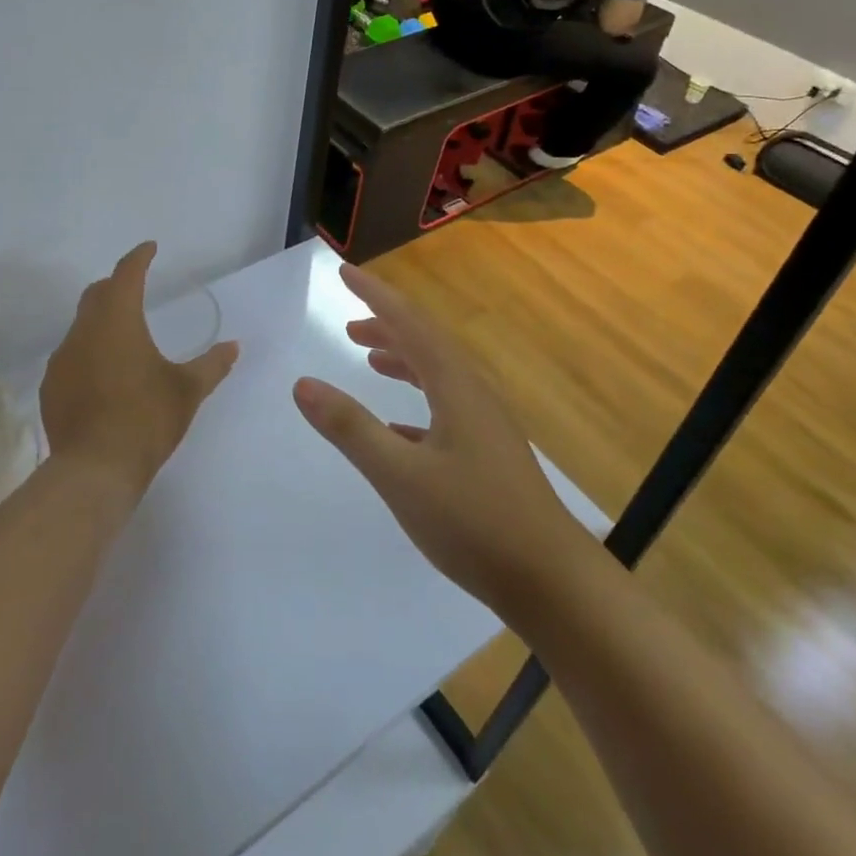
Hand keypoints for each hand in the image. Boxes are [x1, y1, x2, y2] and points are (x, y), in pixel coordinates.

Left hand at [40, 242, 239, 500]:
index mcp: (118, 320)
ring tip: (122, 339)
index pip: (126, 274)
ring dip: (101, 322)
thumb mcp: (188, 391)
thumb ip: (212, 364)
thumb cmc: (146, 420)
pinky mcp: (51, 387)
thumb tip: (234, 347)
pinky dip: (88, 354)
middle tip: (135, 288)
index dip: (139, 257)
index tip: (149, 249)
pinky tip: (103, 376)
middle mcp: (84, 330)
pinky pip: (71, 357)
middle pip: (97, 294)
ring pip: (81, 326)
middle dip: (116, 285)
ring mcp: (62, 359)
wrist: (94, 470)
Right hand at [294, 263, 578, 624]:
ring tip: (369, 358)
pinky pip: (445, 406)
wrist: (552, 583)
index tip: (345, 272)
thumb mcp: (400, 475)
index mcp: (455, 386)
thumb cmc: (474, 522)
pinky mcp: (488, 454)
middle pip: (426, 342)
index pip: (409, 323)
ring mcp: (485, 424)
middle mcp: (473, 394)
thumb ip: (350, 428)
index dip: (376, 295)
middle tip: (349, 322)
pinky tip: (397, 427)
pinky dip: (415, 399)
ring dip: (402, 359)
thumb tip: (303, 383)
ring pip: (437, 374)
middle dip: (387, 325)